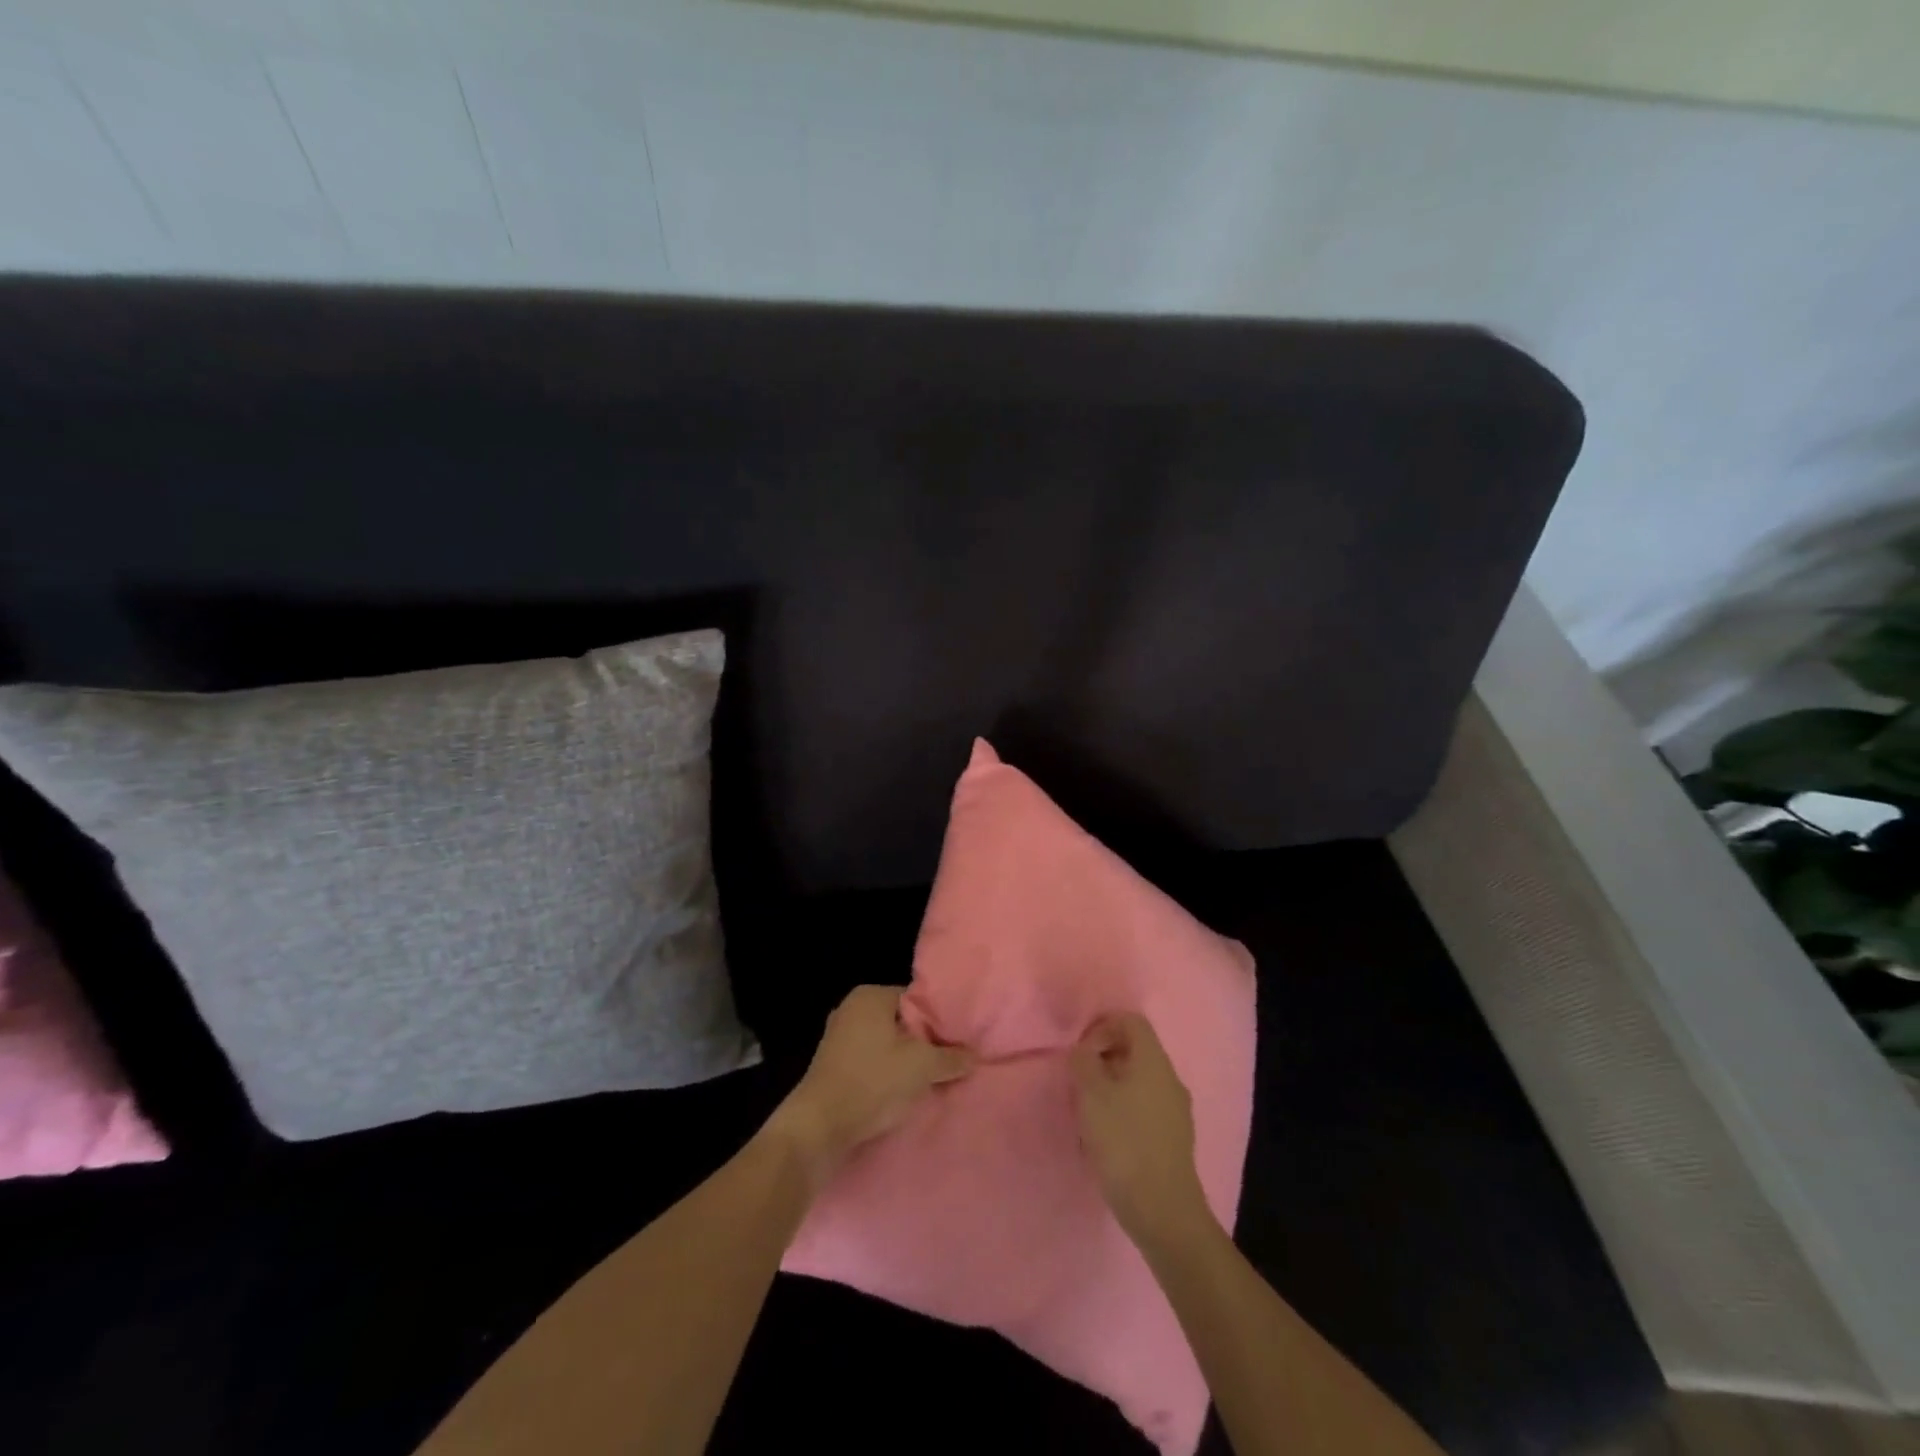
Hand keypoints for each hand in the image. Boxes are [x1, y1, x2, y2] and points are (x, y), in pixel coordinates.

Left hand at [771, 985, 972, 1187]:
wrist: (819, 1127)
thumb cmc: (872, 1082)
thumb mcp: (921, 1068)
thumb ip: (951, 1058)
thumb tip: (974, 1056)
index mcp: (870, 996)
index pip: (916, 999)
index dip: (938, 1021)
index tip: (955, 1042)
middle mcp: (851, 1008)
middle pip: (901, 1022)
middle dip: (922, 1042)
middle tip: (946, 1062)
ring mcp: (838, 1037)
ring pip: (885, 1044)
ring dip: (904, 1061)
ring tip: (927, 1080)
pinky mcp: (831, 1065)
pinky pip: (869, 1061)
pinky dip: (885, 1074)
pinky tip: (901, 1093)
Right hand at [1071, 1013, 1216, 1251]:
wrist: (1163, 1211)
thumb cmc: (1124, 1142)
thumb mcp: (1091, 1094)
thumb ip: (1083, 1061)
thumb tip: (1084, 1051)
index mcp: (1154, 1061)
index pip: (1131, 1020)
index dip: (1102, 1026)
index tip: (1080, 1051)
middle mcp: (1170, 1078)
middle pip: (1135, 1049)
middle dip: (1103, 1058)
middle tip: (1078, 1081)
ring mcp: (1176, 1110)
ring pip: (1139, 1080)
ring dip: (1110, 1086)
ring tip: (1088, 1112)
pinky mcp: (1174, 1139)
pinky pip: (1145, 1107)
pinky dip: (1123, 1109)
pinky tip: (1106, 1137)